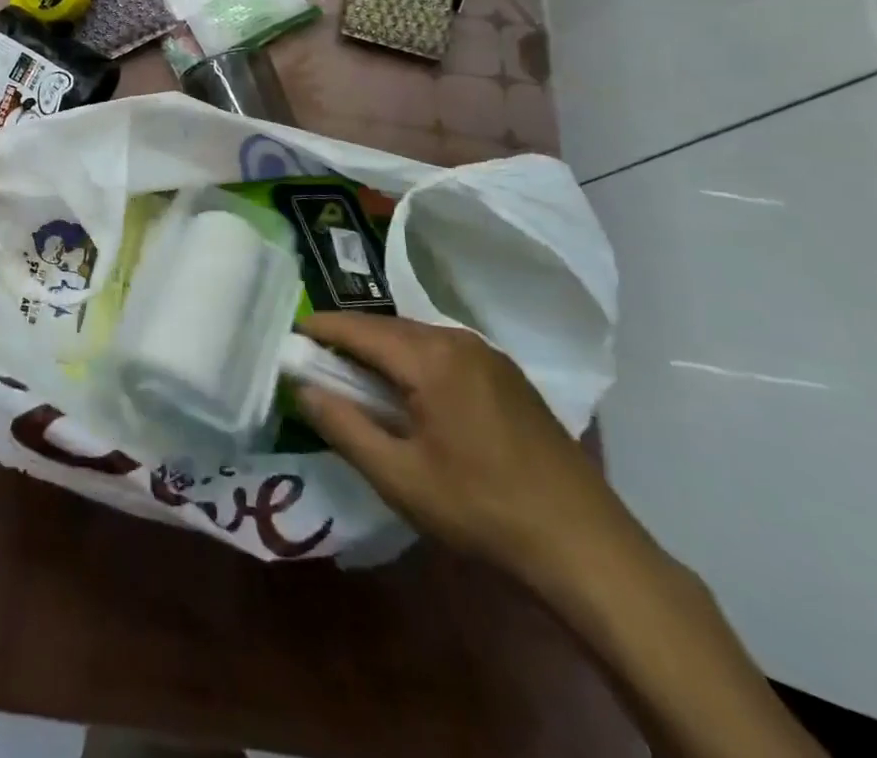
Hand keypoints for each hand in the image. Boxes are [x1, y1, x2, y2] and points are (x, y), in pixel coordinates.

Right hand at [292, 313, 637, 585]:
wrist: (588, 548)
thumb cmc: (482, 511)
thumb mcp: (399, 477)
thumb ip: (343, 426)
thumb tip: (302, 388)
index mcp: (431, 358)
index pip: (358, 329)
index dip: (320, 329)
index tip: (289, 335)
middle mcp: (459, 341)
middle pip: (387, 327)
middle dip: (349, 339)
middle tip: (315, 360)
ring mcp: (489, 356)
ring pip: (416, 337)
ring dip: (381, 350)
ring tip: (355, 376)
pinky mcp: (508, 376)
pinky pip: (443, 352)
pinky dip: (412, 360)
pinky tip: (408, 391)